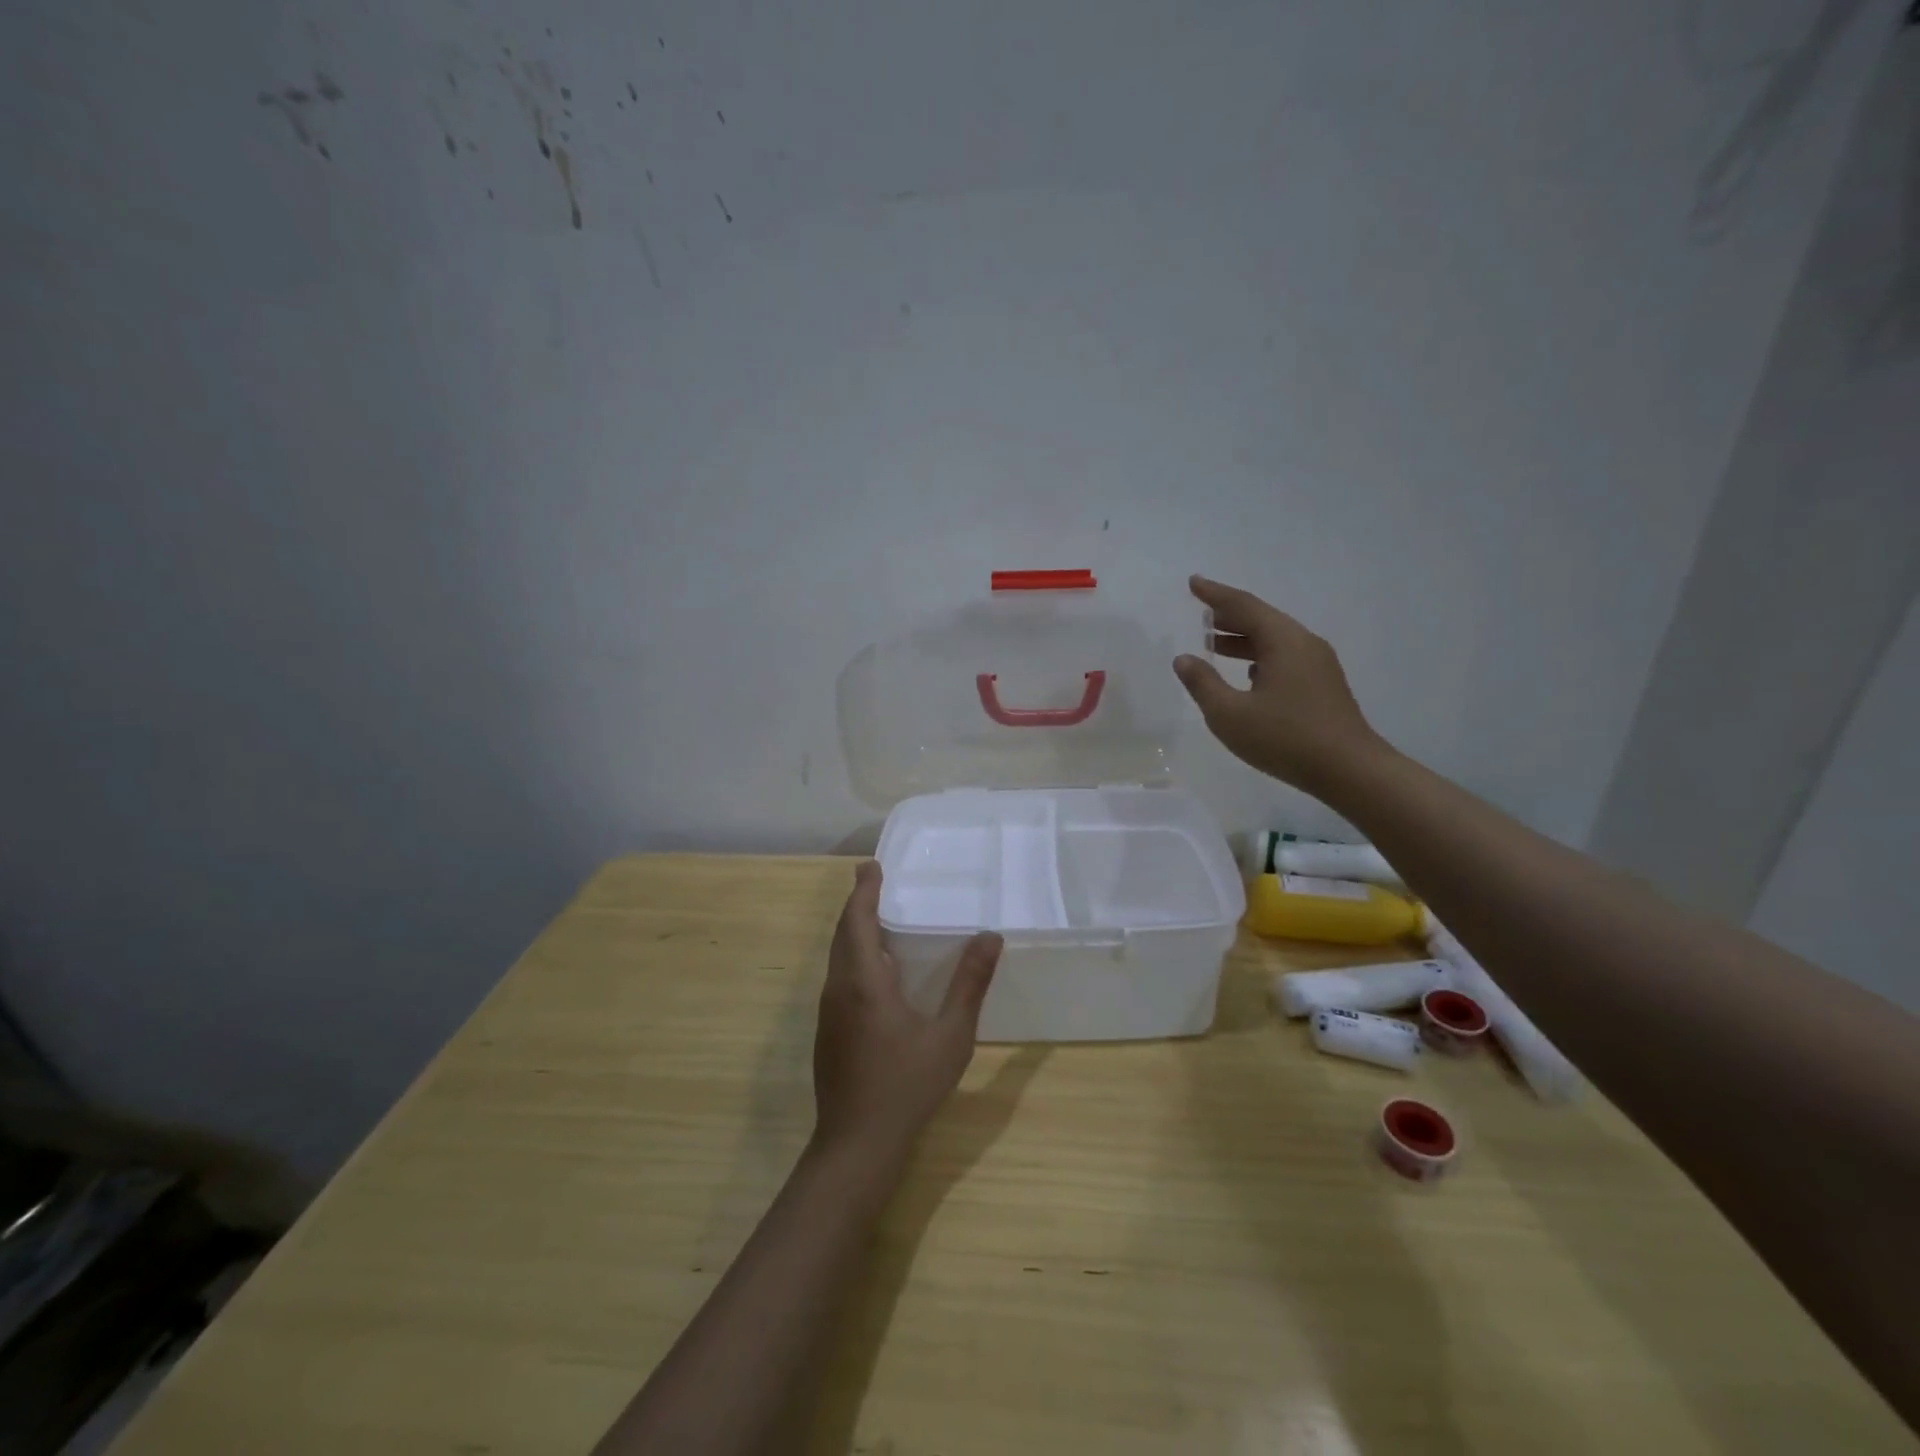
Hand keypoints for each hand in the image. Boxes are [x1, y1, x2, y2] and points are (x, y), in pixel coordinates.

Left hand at [813, 863, 1002, 1162]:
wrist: (856, 1144)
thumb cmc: (906, 1084)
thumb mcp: (949, 1035)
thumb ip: (969, 984)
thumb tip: (990, 938)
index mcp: (864, 981)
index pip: (857, 921)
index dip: (863, 891)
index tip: (870, 865)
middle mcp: (839, 989)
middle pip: (842, 934)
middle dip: (857, 905)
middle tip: (874, 881)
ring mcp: (829, 1013)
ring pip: (837, 958)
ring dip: (853, 932)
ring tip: (879, 918)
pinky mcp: (828, 1033)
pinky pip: (839, 979)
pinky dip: (854, 958)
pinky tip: (878, 972)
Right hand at [1173, 575, 1384, 790]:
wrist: (1350, 770)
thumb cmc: (1285, 739)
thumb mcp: (1230, 714)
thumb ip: (1203, 684)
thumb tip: (1184, 659)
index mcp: (1283, 641)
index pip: (1243, 606)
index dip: (1215, 594)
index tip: (1193, 583)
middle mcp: (1304, 644)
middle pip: (1262, 619)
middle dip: (1228, 615)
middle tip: (1200, 612)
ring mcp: (1318, 664)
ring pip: (1274, 639)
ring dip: (1243, 638)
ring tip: (1214, 643)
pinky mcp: (1323, 685)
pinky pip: (1285, 656)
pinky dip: (1259, 655)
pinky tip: (1247, 672)